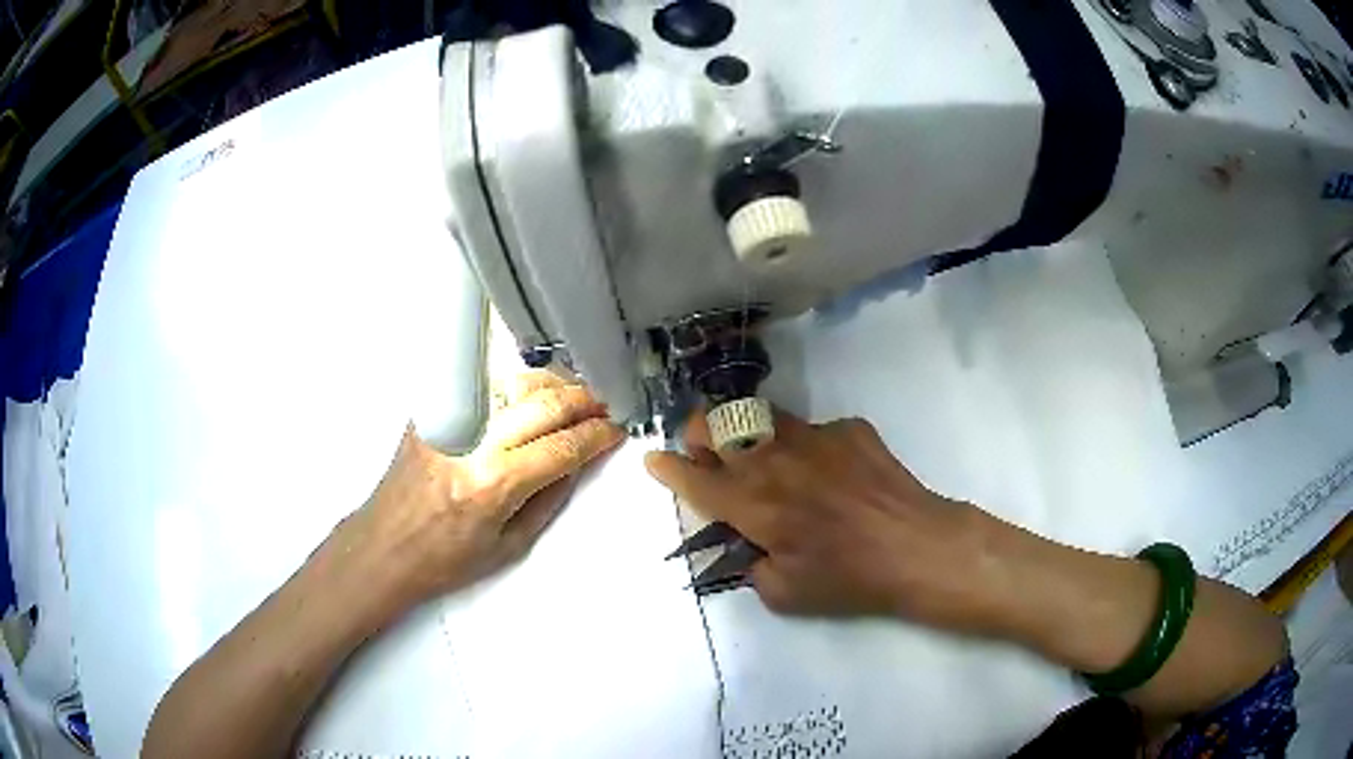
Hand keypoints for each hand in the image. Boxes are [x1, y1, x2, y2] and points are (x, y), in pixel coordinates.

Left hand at [344, 371, 624, 608]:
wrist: (385, 547)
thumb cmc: (444, 560)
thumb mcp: (509, 546)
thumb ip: (549, 500)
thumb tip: (577, 463)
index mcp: (494, 484)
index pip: (562, 447)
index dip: (598, 436)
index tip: (617, 430)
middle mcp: (473, 443)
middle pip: (544, 404)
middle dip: (584, 401)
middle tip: (606, 405)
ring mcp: (449, 421)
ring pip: (514, 383)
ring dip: (553, 386)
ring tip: (574, 397)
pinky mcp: (432, 412)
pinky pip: (483, 387)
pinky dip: (515, 387)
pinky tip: (530, 396)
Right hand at [645, 409, 1010, 630]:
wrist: (916, 546)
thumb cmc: (848, 577)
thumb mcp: (785, 594)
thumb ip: (750, 567)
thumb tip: (746, 545)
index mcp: (752, 503)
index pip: (693, 477)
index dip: (667, 468)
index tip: (654, 460)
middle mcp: (773, 459)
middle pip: (714, 424)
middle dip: (699, 435)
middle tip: (708, 454)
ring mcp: (813, 436)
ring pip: (758, 415)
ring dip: (747, 433)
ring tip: (764, 457)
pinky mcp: (848, 428)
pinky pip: (812, 430)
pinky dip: (807, 448)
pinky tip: (831, 474)